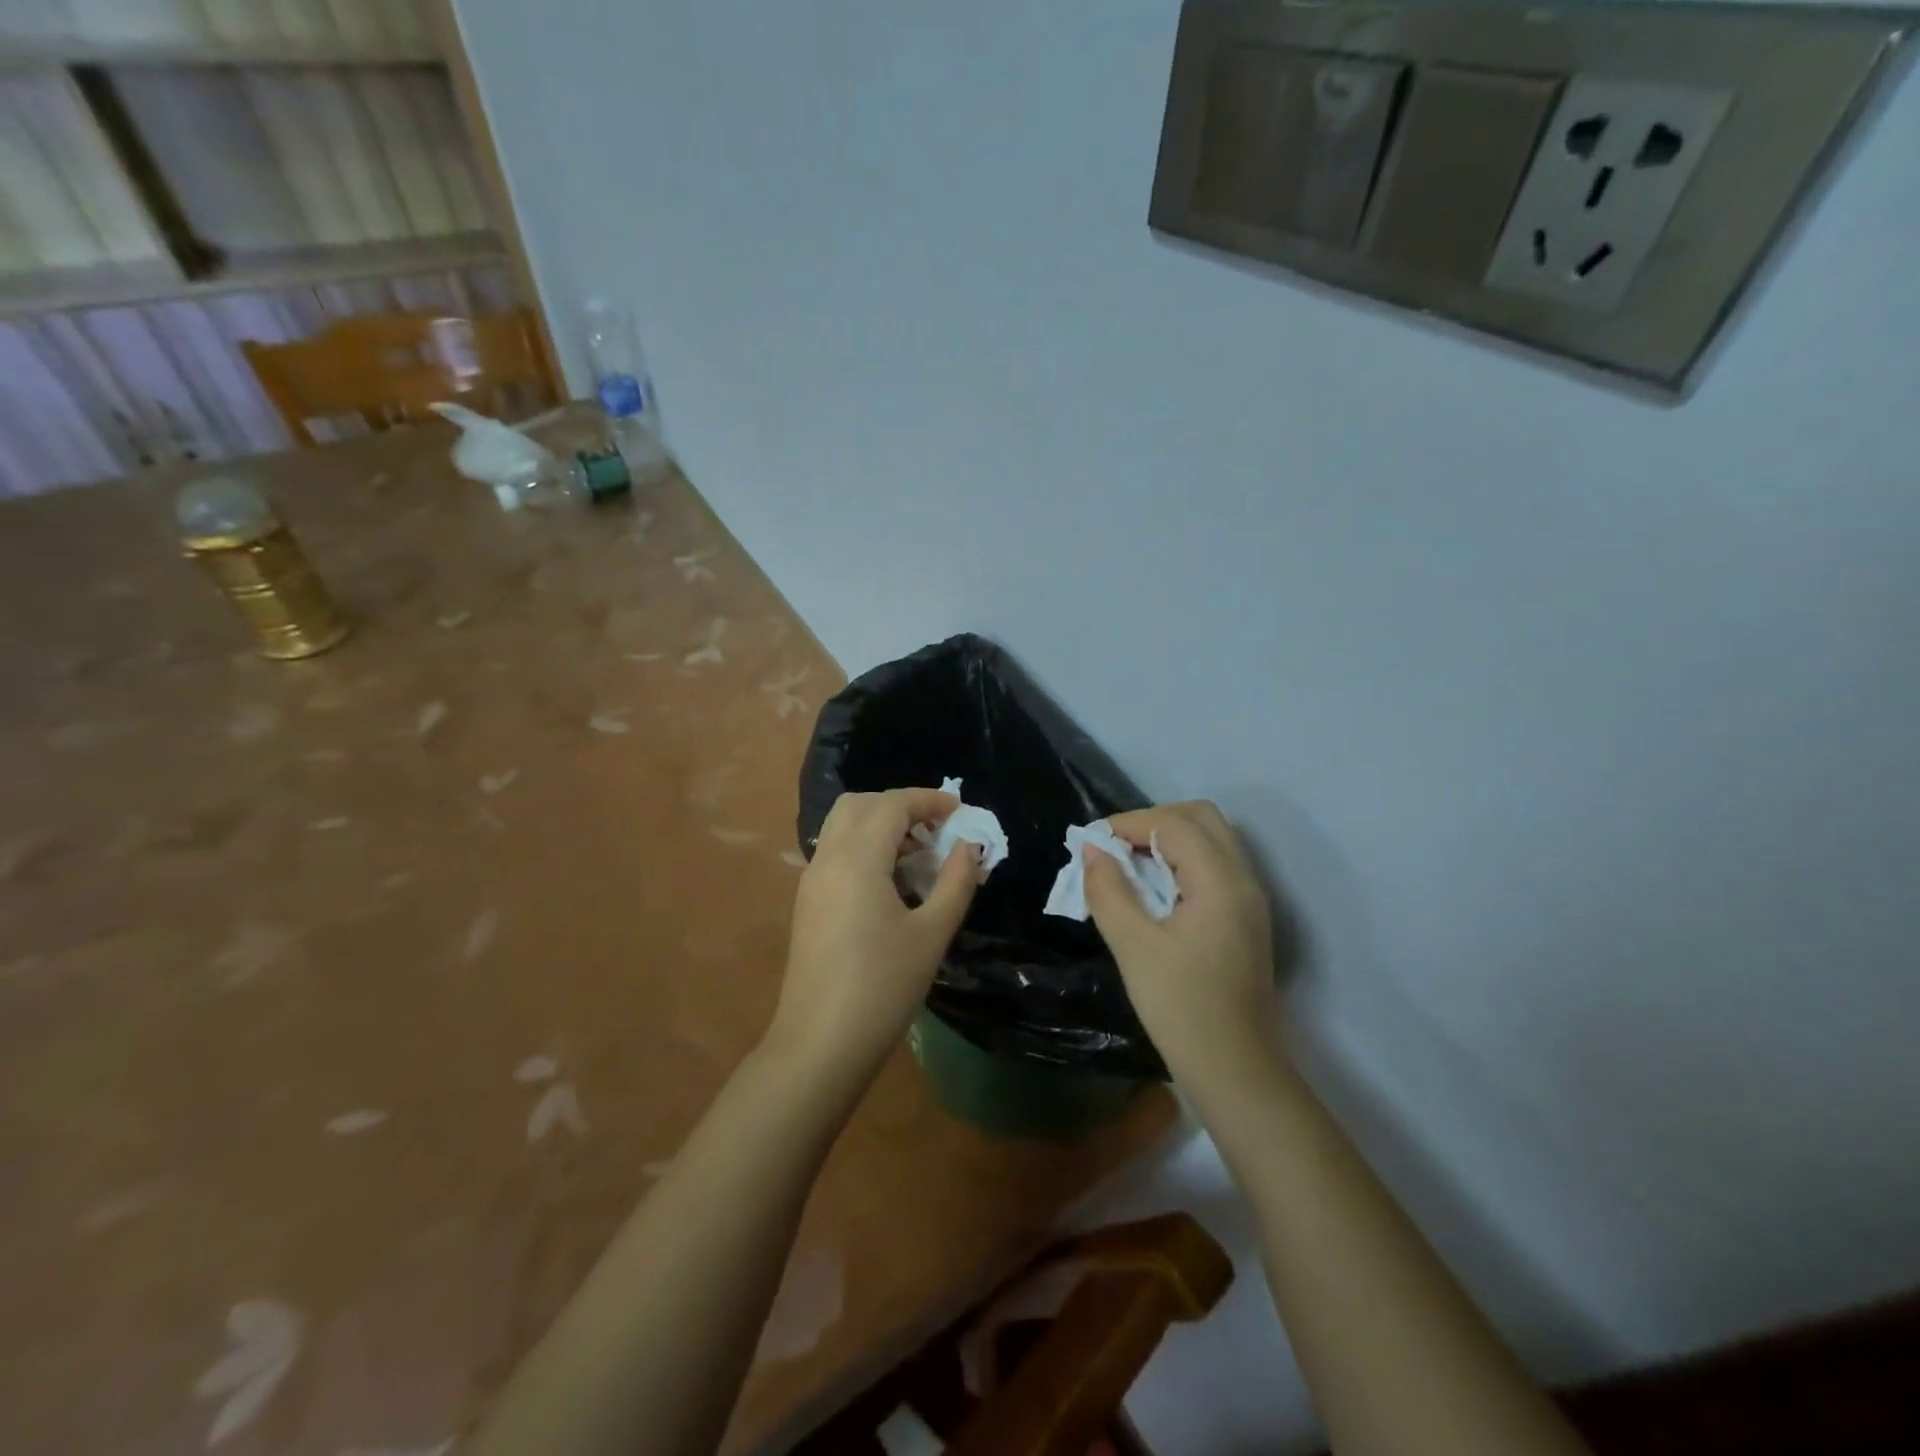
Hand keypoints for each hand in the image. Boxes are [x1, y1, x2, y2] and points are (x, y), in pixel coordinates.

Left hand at [770, 789, 979, 1079]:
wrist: (820, 1044)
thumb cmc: (882, 987)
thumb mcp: (931, 934)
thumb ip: (955, 882)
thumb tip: (969, 847)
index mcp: (857, 859)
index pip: (892, 805)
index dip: (928, 800)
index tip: (960, 811)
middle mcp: (827, 859)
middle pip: (860, 805)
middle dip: (900, 806)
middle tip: (936, 829)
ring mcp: (812, 881)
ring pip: (843, 827)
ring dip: (880, 825)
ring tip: (919, 855)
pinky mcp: (808, 903)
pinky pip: (836, 852)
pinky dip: (865, 847)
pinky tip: (892, 882)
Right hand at [1083, 801, 1282, 1093]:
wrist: (1235, 1070)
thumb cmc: (1181, 1008)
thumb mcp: (1133, 947)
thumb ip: (1109, 891)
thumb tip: (1092, 849)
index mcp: (1221, 882)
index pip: (1175, 824)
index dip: (1130, 823)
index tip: (1092, 842)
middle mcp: (1244, 880)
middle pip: (1202, 818)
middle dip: (1154, 821)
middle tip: (1115, 848)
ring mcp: (1250, 900)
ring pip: (1212, 840)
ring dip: (1169, 839)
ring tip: (1129, 866)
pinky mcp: (1245, 919)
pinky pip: (1215, 866)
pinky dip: (1182, 861)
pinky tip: (1153, 890)